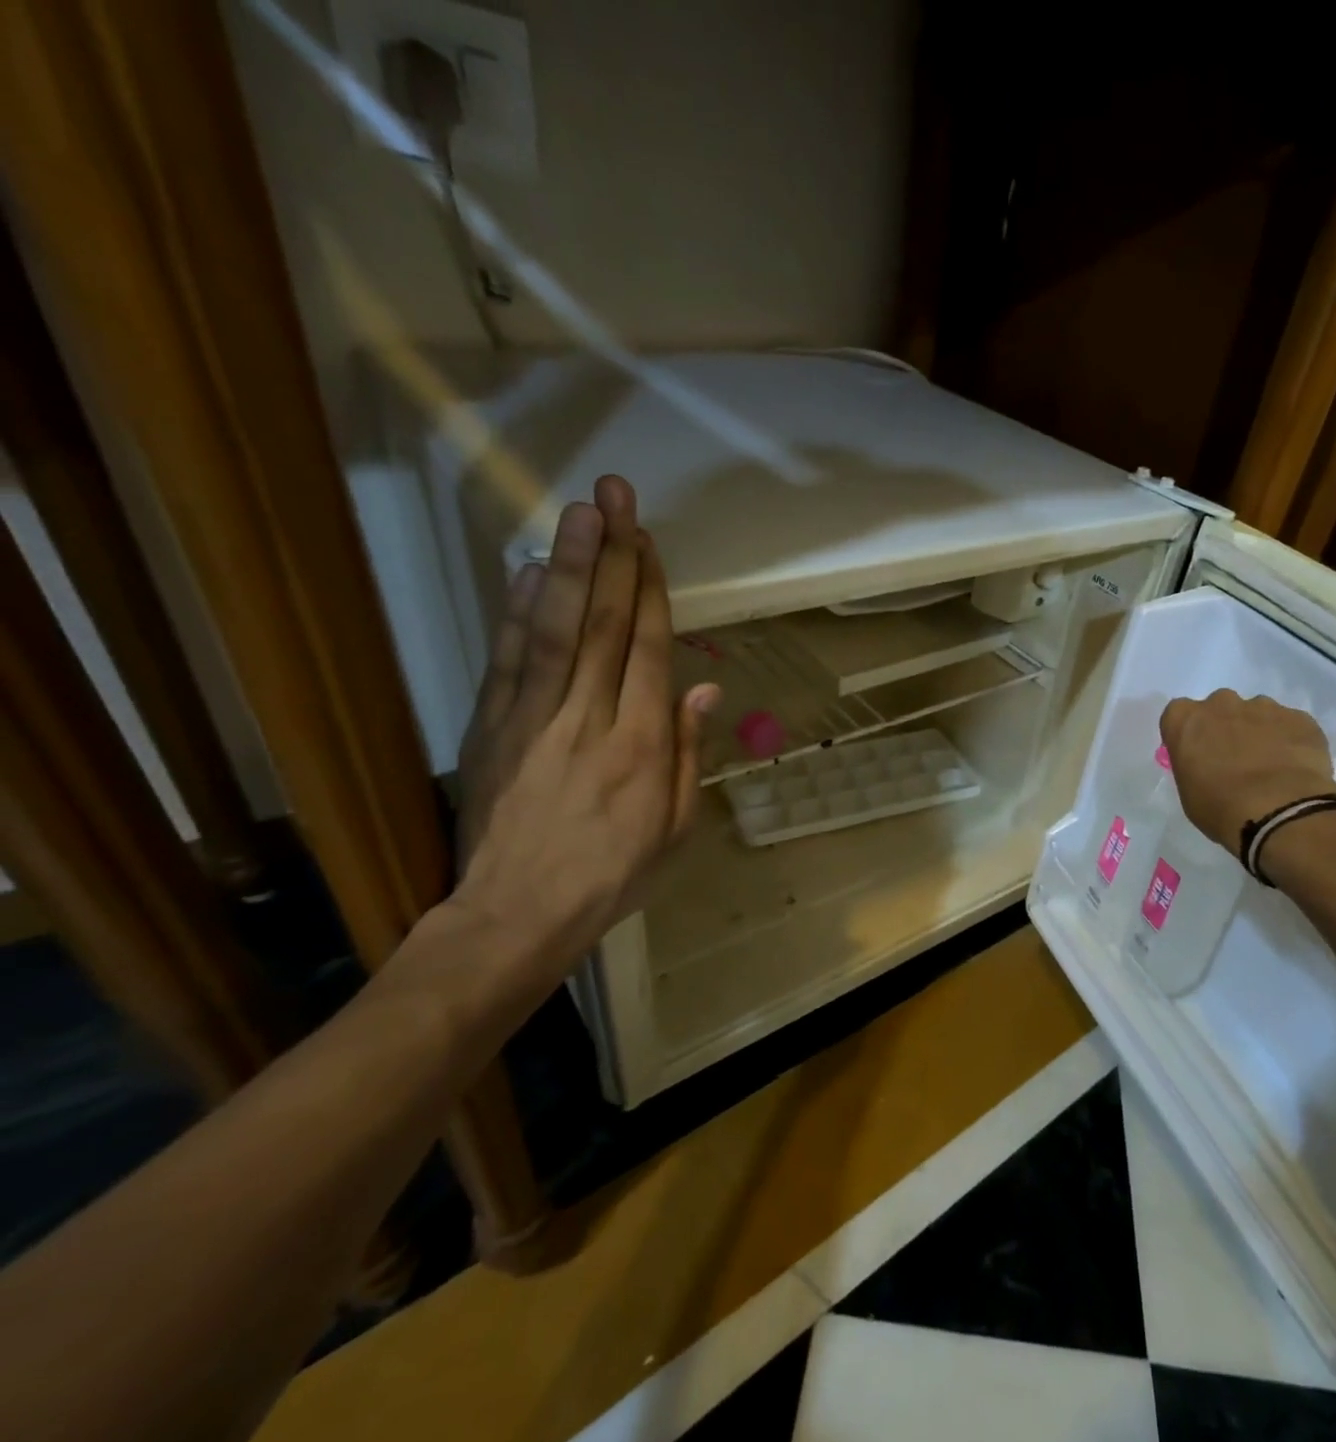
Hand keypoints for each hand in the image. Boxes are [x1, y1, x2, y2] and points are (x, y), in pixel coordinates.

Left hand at [449, 474, 717, 989]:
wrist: (519, 913)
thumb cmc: (614, 874)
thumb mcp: (676, 827)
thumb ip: (690, 753)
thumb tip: (706, 688)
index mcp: (644, 744)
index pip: (650, 650)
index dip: (652, 590)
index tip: (649, 540)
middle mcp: (592, 718)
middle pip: (605, 625)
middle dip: (614, 555)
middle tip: (615, 495)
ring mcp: (534, 719)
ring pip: (557, 630)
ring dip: (571, 567)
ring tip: (579, 512)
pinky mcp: (491, 727)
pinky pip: (508, 661)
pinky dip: (519, 613)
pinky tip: (531, 571)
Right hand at [1159, 691, 1335, 852]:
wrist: (1279, 812)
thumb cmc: (1220, 807)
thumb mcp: (1189, 792)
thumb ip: (1194, 766)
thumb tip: (1209, 764)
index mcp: (1186, 720)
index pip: (1178, 715)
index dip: (1189, 734)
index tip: (1197, 754)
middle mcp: (1222, 703)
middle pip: (1219, 708)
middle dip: (1225, 727)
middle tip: (1234, 759)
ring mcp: (1263, 707)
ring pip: (1257, 713)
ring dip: (1259, 732)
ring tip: (1270, 767)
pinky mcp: (1299, 717)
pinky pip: (1290, 725)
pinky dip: (1290, 741)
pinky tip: (1294, 768)